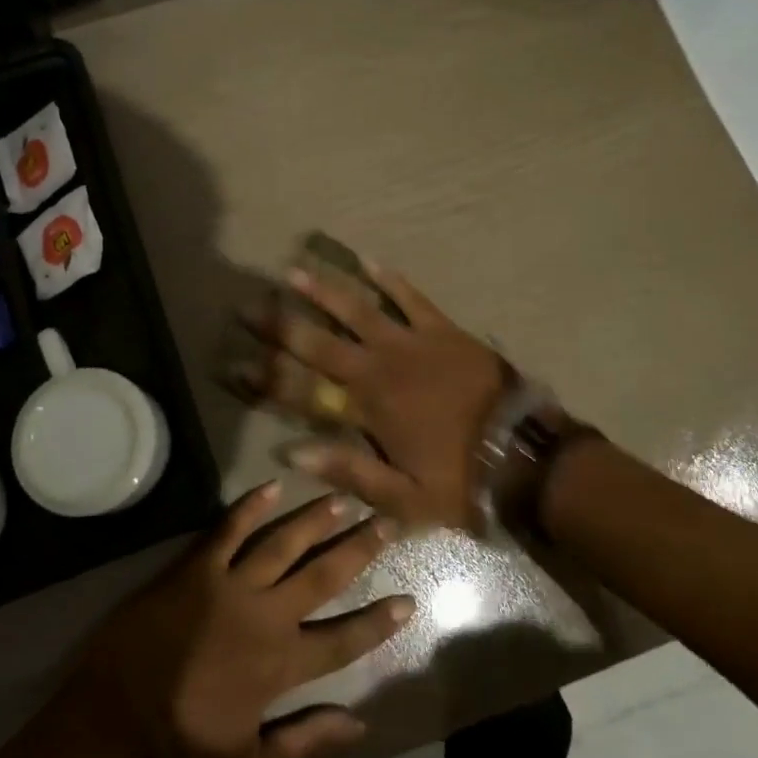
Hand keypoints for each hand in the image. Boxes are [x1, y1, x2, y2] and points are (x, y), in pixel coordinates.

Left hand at [69, 482, 412, 757]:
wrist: (112, 722)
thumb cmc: (183, 747)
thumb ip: (306, 744)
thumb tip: (359, 722)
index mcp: (280, 664)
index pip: (343, 639)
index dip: (378, 622)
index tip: (408, 600)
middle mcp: (264, 615)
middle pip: (322, 575)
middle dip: (358, 548)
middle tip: (387, 522)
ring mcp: (229, 586)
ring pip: (283, 543)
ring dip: (314, 520)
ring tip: (343, 499)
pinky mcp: (195, 569)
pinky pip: (228, 530)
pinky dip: (249, 507)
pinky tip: (271, 486)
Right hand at [248, 259, 503, 532]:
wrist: (526, 456)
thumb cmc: (463, 481)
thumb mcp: (404, 497)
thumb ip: (348, 471)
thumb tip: (292, 451)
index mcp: (368, 408)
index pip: (302, 390)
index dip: (264, 378)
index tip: (231, 363)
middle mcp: (381, 367)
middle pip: (320, 342)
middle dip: (280, 325)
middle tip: (247, 307)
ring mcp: (413, 343)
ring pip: (359, 310)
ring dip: (324, 291)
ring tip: (294, 272)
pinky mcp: (443, 330)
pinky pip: (411, 298)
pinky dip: (390, 279)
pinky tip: (368, 260)